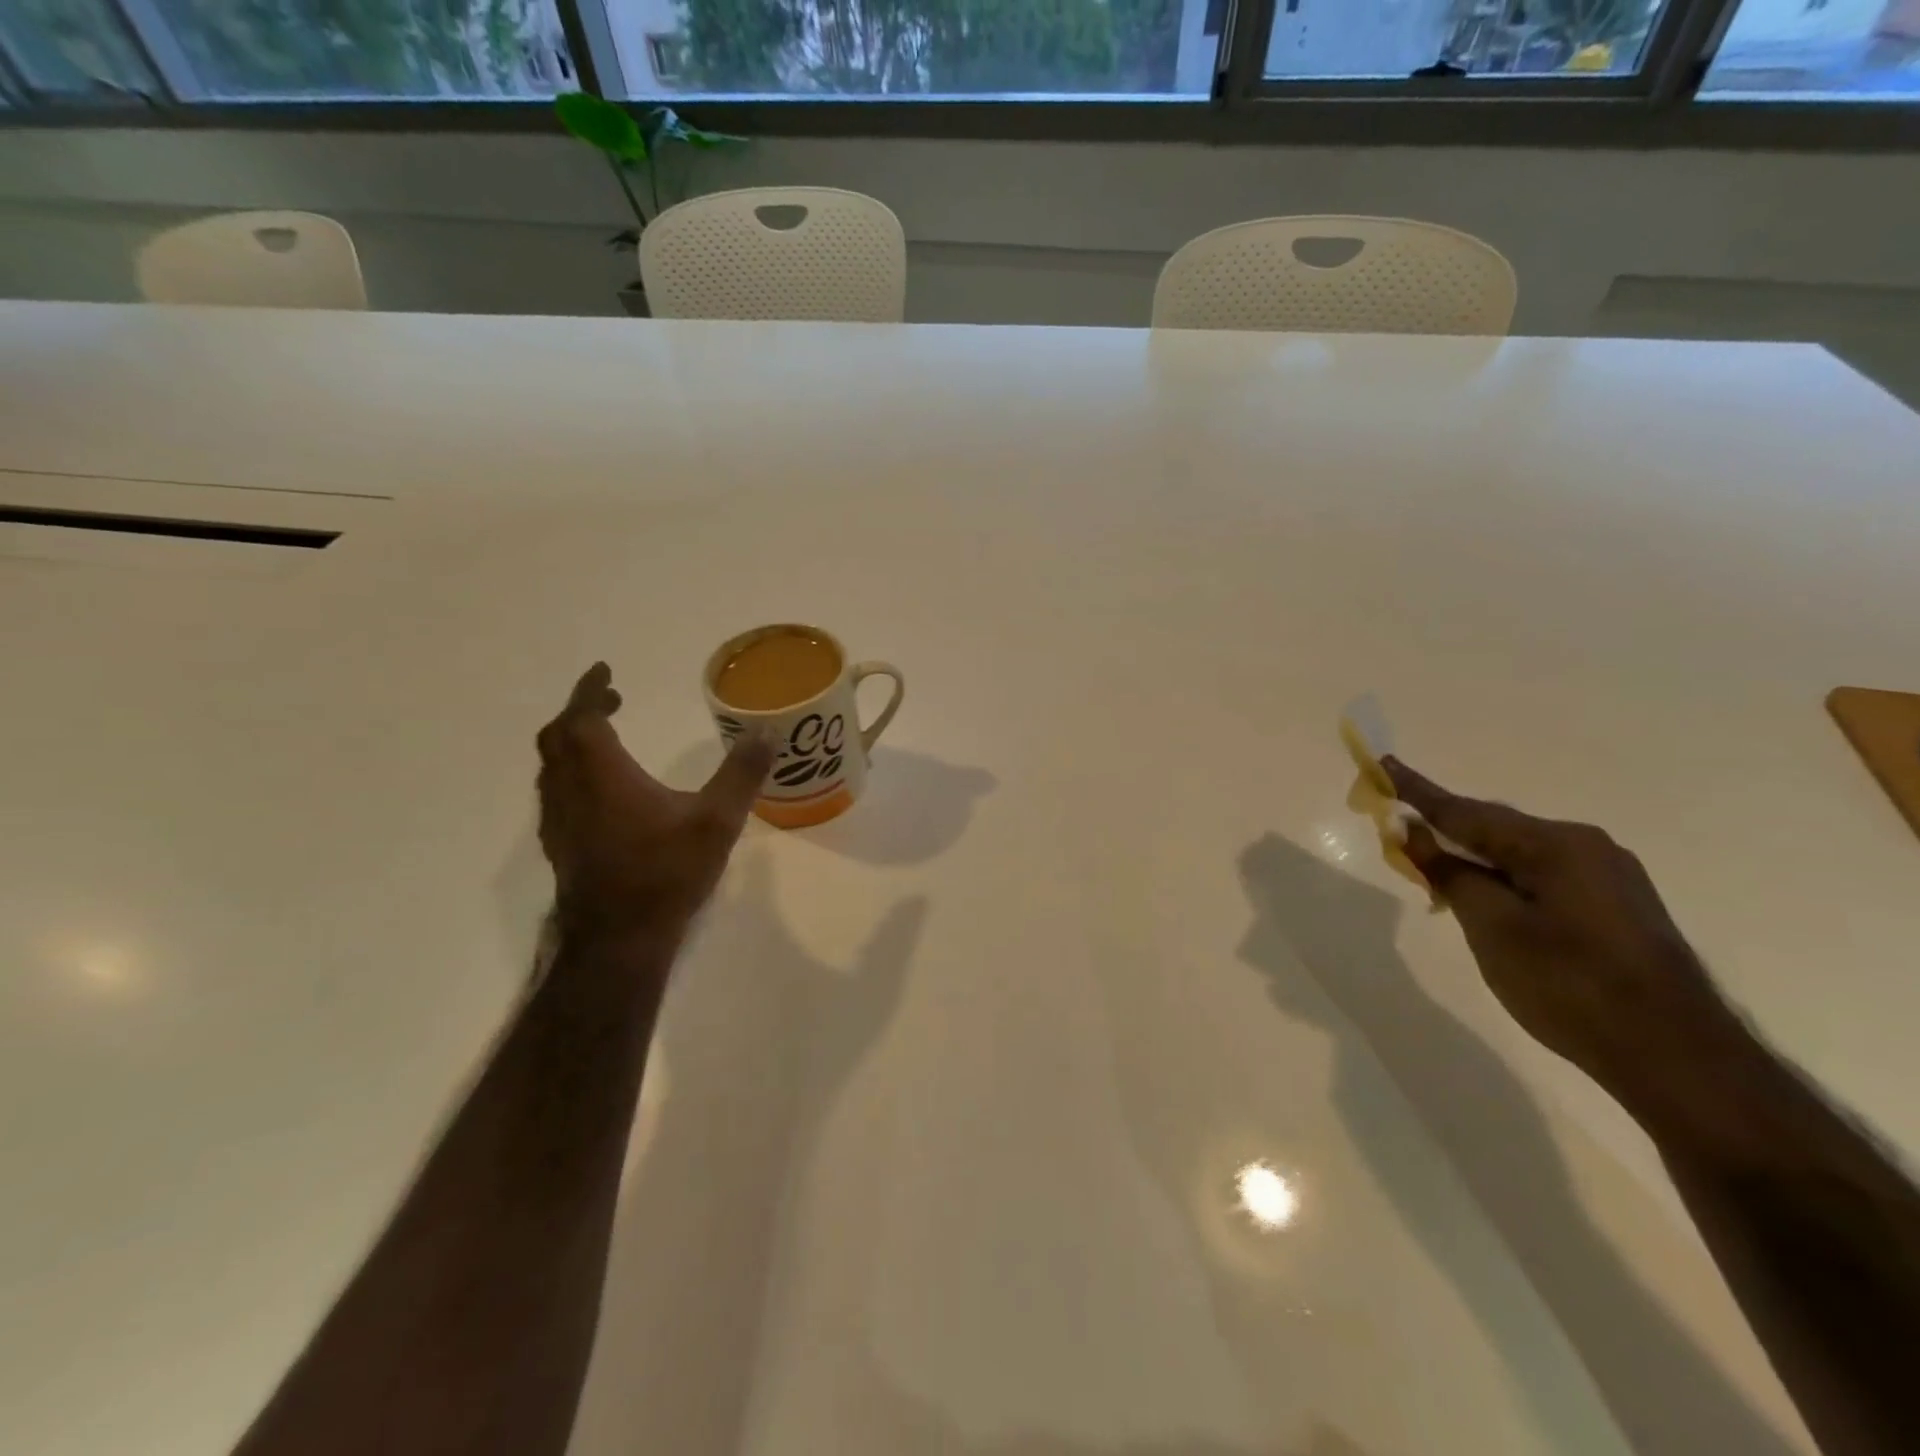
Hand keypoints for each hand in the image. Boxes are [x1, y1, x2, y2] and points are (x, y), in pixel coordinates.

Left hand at [536, 663, 773, 945]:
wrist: (619, 940)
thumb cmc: (666, 873)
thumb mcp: (717, 820)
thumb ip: (742, 773)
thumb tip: (769, 732)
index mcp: (602, 775)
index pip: (584, 718)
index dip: (592, 691)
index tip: (604, 672)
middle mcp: (570, 791)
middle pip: (559, 738)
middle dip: (582, 712)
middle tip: (612, 700)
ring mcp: (560, 822)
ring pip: (553, 768)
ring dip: (574, 742)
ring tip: (606, 738)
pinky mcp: (561, 846)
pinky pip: (557, 793)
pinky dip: (573, 773)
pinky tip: (602, 792)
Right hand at [1385, 757, 1731, 1101]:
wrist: (1676, 1057)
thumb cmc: (1567, 983)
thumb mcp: (1491, 926)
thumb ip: (1448, 872)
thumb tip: (1414, 831)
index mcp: (1554, 843)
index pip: (1466, 812)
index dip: (1418, 792)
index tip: (1383, 764)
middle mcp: (1587, 846)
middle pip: (1496, 829)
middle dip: (1447, 830)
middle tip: (1401, 832)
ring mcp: (1610, 876)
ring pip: (1521, 855)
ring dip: (1476, 859)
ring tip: (1437, 872)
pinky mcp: (1619, 906)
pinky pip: (1544, 876)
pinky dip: (1506, 879)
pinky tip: (1489, 901)